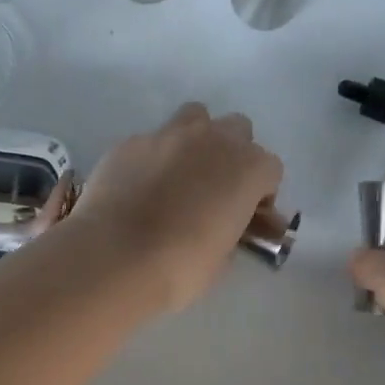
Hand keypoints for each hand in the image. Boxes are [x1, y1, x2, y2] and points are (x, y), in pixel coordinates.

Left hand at [71, 103, 283, 312]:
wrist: (114, 258)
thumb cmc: (180, 267)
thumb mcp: (222, 258)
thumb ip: (232, 230)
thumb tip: (226, 226)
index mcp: (247, 169)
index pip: (270, 170)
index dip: (261, 194)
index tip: (247, 217)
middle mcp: (213, 140)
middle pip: (237, 130)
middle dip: (233, 154)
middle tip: (216, 190)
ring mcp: (168, 135)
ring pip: (195, 118)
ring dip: (196, 140)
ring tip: (181, 175)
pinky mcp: (130, 142)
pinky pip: (152, 141)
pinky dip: (154, 158)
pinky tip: (140, 188)